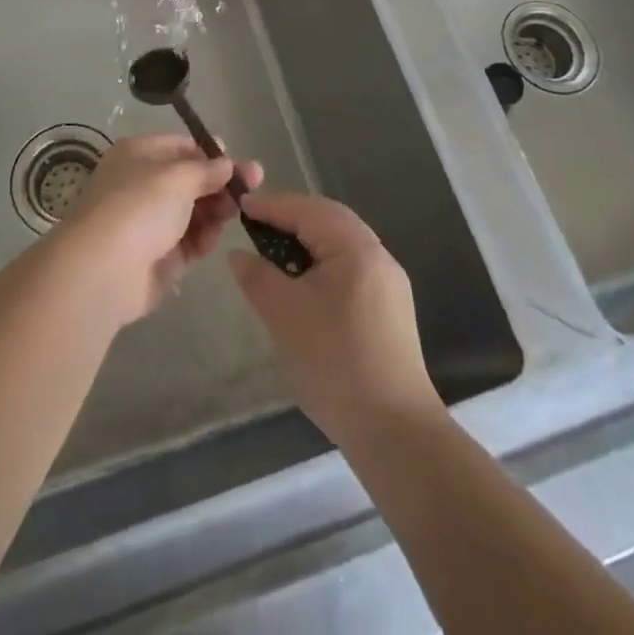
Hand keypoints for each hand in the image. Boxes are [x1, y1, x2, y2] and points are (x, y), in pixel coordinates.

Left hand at [59, 134, 264, 325]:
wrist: (104, 270)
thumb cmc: (139, 206)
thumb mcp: (178, 177)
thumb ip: (208, 170)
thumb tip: (228, 164)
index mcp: (138, 155)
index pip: (181, 147)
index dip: (210, 154)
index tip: (239, 162)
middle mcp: (142, 184)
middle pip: (190, 180)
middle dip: (221, 184)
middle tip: (253, 188)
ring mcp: (149, 222)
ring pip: (193, 211)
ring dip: (216, 211)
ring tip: (236, 213)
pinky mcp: (158, 257)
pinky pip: (189, 242)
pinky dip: (203, 238)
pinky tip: (213, 237)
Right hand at [229, 193, 442, 445]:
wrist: (393, 430)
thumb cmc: (333, 361)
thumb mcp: (284, 314)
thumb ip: (258, 277)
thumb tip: (239, 255)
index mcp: (356, 247)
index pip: (308, 210)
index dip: (272, 206)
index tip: (240, 205)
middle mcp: (378, 255)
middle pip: (330, 219)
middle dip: (292, 216)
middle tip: (257, 222)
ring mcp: (389, 283)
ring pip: (343, 243)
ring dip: (309, 239)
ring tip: (276, 250)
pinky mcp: (391, 309)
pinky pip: (351, 266)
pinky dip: (324, 261)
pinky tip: (305, 282)